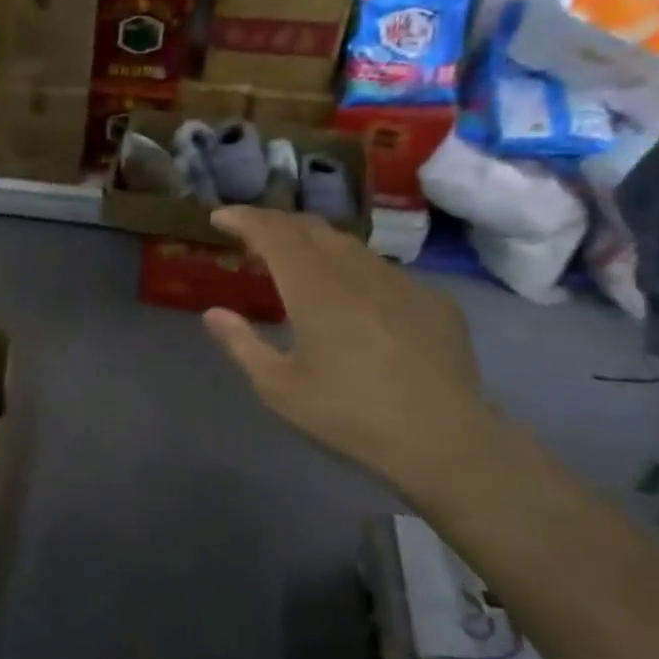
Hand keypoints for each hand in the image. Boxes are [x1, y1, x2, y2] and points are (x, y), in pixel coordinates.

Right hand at [202, 207, 498, 499]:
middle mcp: (358, 272)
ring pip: (349, 245)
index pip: (274, 233)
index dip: (244, 218)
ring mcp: (401, 283)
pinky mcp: (433, 300)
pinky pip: (382, 271)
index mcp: (315, 289)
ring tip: (296, 262)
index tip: (220, 217)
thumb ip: (241, 344)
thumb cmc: (349, 415)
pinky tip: (352, 298)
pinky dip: (352, 270)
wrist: (444, 440)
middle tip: (252, 235)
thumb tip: (213, 313)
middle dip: (276, 223)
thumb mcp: (279, 387)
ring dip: (314, 243)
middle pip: (312, 228)